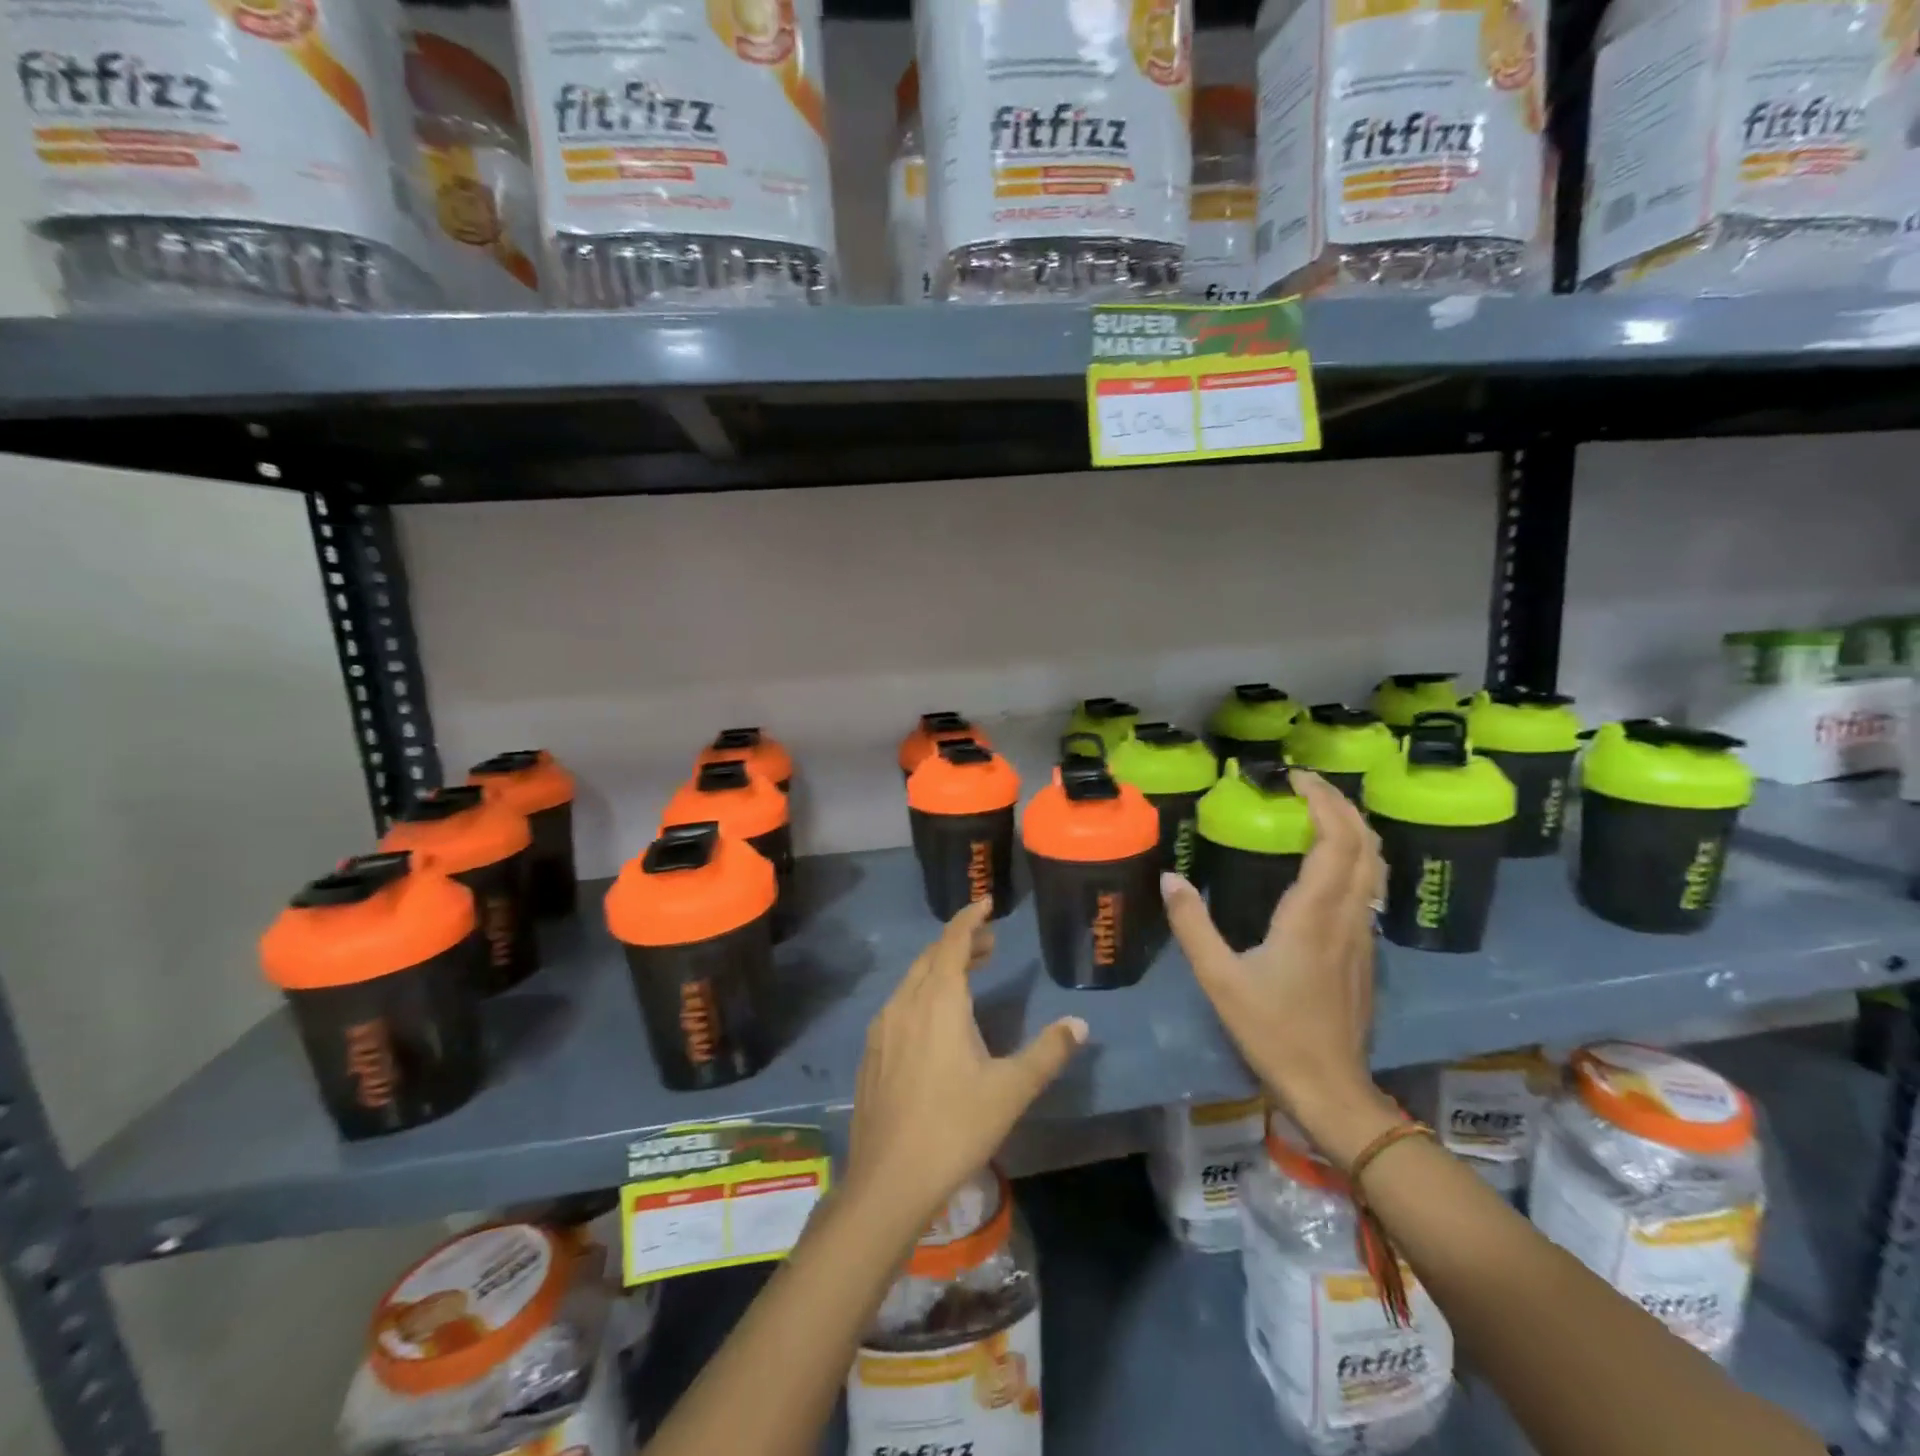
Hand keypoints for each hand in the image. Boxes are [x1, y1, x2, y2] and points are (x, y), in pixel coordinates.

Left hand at [847, 897, 1087, 1235]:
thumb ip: (1047, 1052)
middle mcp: (905, 1003)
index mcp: (938, 1001)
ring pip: (913, 980)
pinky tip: (935, 1021)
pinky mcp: (871, 1052)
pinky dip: (922, 993)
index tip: (986, 902)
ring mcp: (882, 1028)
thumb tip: (1079, 1024)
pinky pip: (899, 1004)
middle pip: (931, 957)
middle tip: (989, 944)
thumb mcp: (1011, 1090)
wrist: (888, 1179)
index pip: (952, 942)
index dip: (970, 918)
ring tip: (968, 976)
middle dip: (960, 943)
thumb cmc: (955, 1127)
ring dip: (940, 969)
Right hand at [1161, 769, 1397, 1167]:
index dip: (1322, 801)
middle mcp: (1347, 916)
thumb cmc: (1273, 1030)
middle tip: (1307, 785)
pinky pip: (1369, 887)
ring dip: (1353, 829)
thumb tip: (1170, 878)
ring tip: (1320, 813)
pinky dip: (1355, 857)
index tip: (1294, 778)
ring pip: (1374, 866)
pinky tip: (1328, 864)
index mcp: (1313, 915)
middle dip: (1342, 805)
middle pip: (1365, 844)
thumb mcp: (1219, 978)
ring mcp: (1363, 934)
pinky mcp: (1365, 951)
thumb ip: (1192, 924)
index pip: (1336, 840)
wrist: (1330, 1087)